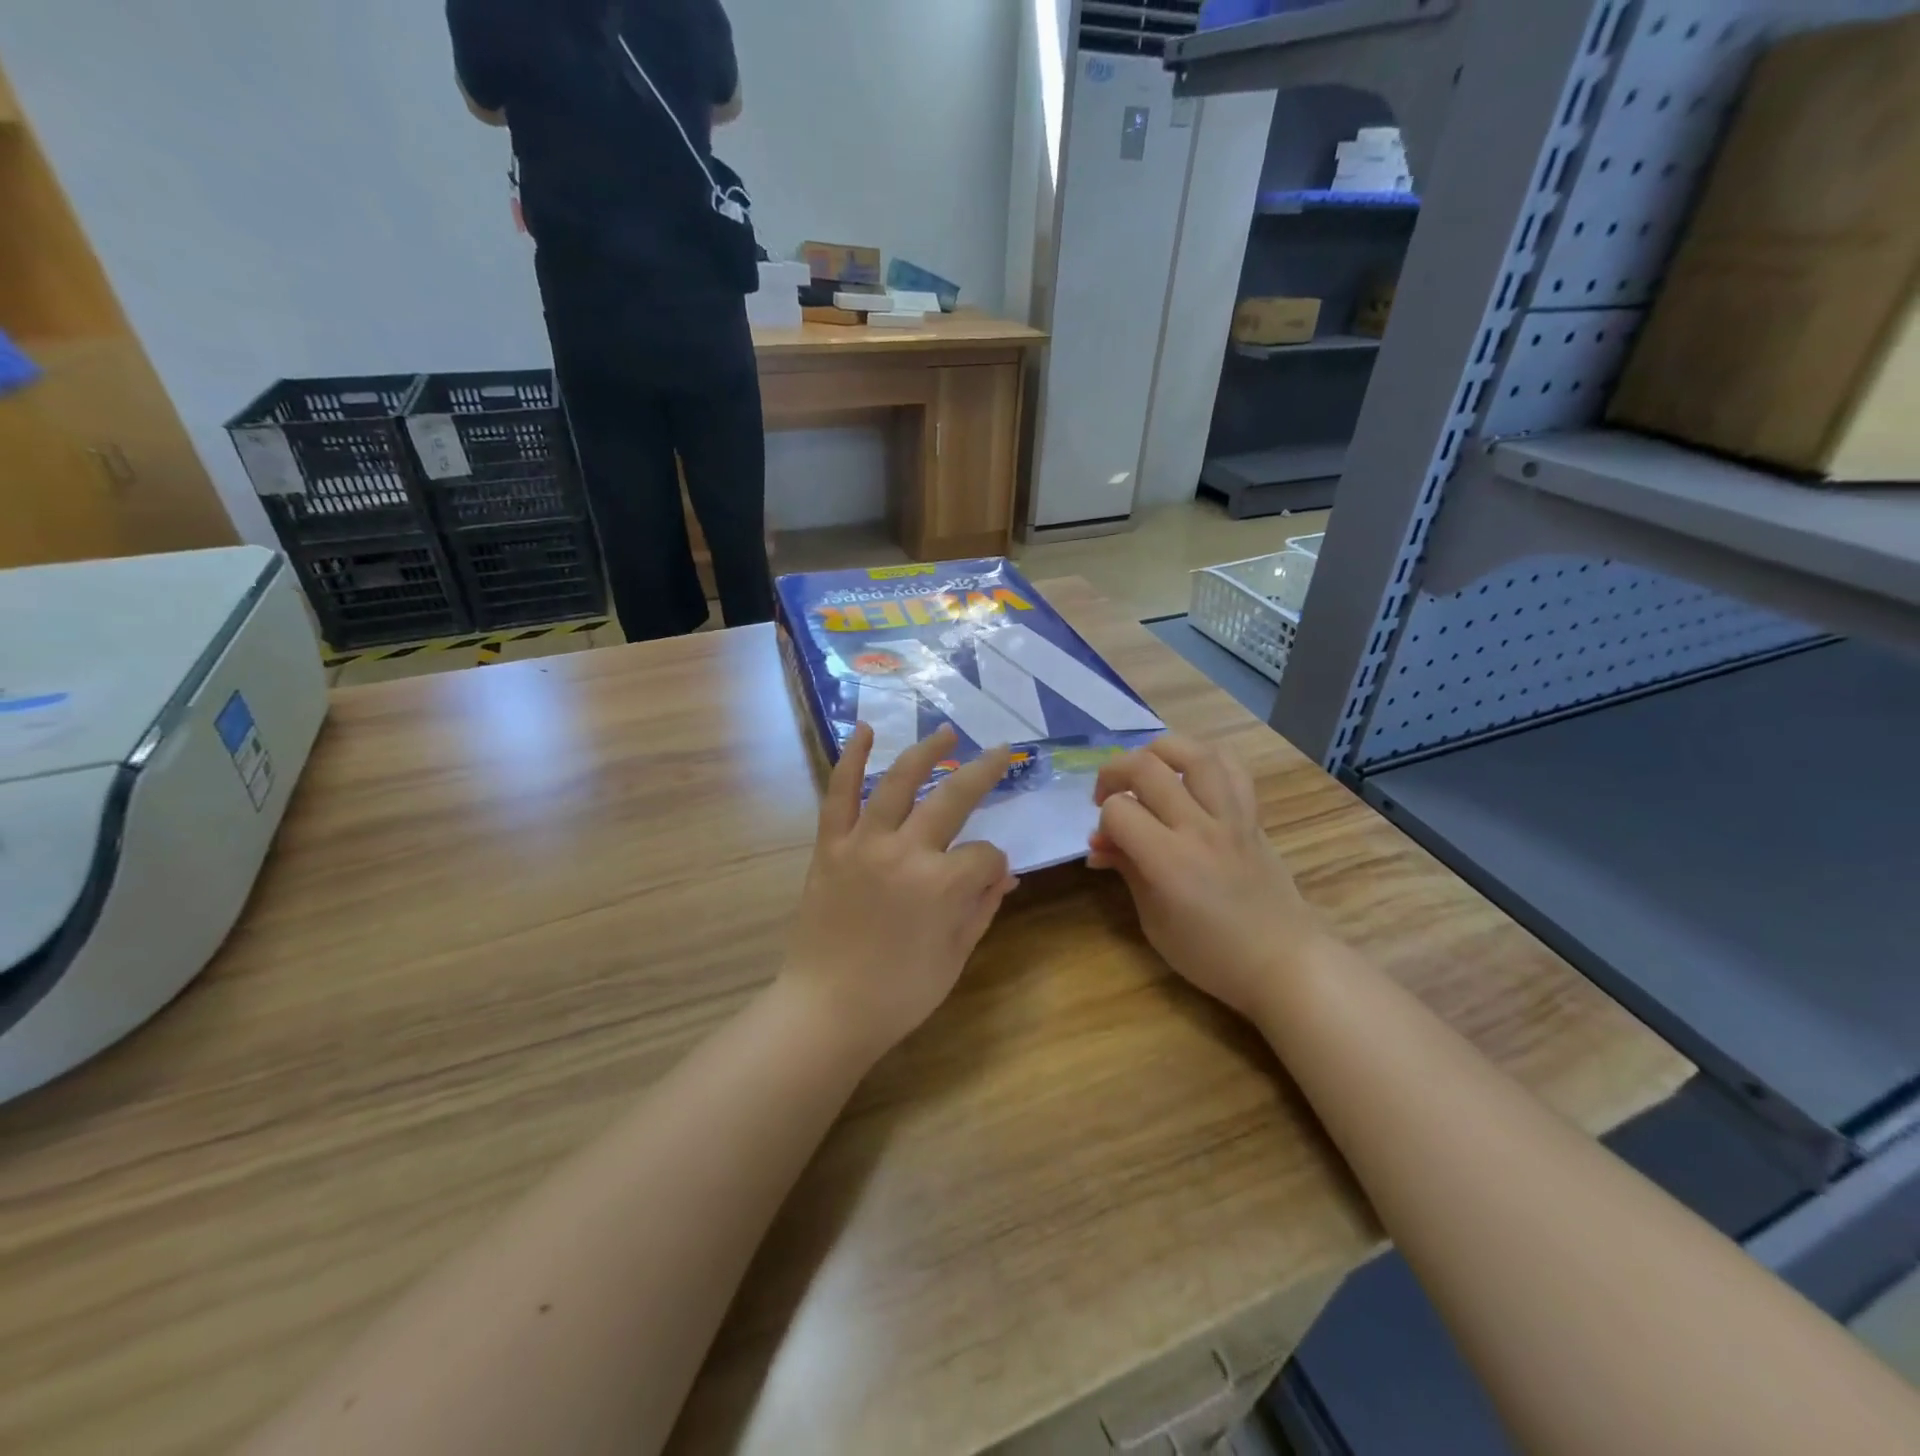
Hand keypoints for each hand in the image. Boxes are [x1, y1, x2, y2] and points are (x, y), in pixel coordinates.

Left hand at [784, 725, 1018, 1059]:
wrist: (825, 1010)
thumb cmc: (898, 994)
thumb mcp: (955, 956)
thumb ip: (982, 907)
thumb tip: (1003, 873)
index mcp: (942, 883)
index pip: (984, 855)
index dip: (993, 866)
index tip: (990, 879)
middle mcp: (905, 850)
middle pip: (954, 798)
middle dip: (985, 772)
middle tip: (1003, 751)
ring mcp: (863, 843)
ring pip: (899, 782)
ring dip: (926, 752)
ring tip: (947, 733)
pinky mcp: (830, 846)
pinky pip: (839, 794)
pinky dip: (850, 759)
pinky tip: (864, 731)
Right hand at [1088, 735, 1334, 1022]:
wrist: (1284, 962)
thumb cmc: (1211, 955)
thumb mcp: (1154, 921)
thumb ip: (1127, 870)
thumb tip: (1099, 843)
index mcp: (1169, 861)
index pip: (1119, 811)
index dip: (1103, 820)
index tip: (1105, 842)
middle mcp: (1200, 828)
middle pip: (1147, 767)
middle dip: (1114, 772)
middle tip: (1107, 795)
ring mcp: (1232, 817)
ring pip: (1194, 753)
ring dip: (1159, 751)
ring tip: (1147, 769)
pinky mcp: (1253, 816)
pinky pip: (1232, 768)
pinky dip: (1205, 759)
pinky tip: (1189, 775)